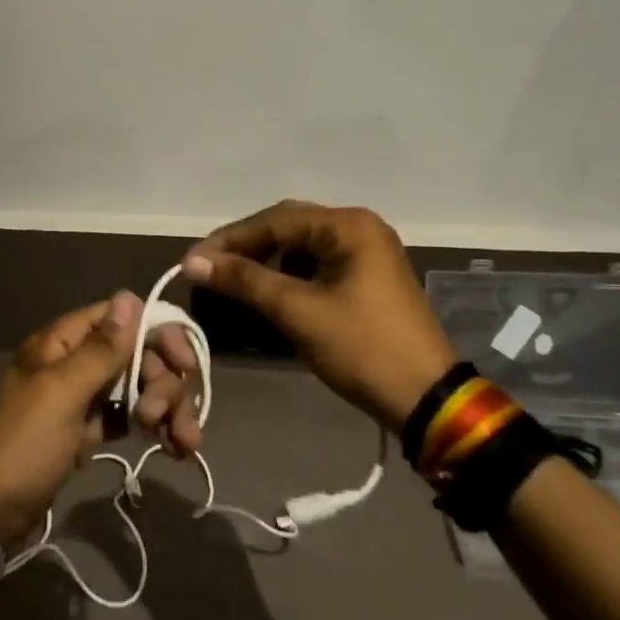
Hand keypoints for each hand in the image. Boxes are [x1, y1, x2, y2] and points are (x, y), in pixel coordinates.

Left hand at [0, 293, 199, 543]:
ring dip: (166, 408)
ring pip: (137, 387)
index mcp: (61, 343)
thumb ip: (100, 349)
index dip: (156, 334)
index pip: (119, 318)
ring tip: (184, 442)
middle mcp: (74, 363)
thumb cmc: (23, 446)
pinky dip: (153, 427)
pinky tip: (175, 448)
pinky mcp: (88, 432)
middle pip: (135, 354)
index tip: (184, 363)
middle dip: (163, 382)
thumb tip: (130, 296)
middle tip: (168, 417)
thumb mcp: (62, 393)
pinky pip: (129, 417)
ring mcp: (82, 399)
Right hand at [183, 201, 454, 430]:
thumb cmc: (362, 348)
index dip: (229, 239)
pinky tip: (268, 290)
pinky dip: (288, 273)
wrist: (426, 399)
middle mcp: (360, 228)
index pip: (275, 220)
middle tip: (208, 267)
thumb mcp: (298, 311)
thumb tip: (193, 262)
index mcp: (348, 226)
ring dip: (266, 258)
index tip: (193, 260)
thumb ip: (245, 280)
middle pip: (289, 226)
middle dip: (246, 246)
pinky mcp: (369, 277)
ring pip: (302, 245)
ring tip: (232, 278)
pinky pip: (318, 263)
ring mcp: (368, 252)